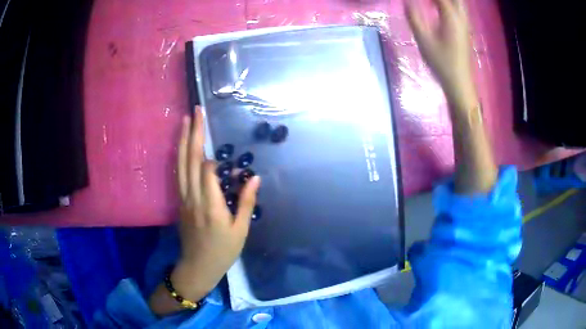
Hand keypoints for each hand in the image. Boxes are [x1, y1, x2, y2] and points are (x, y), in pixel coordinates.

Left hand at [174, 106, 260, 298]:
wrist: (198, 266)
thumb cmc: (223, 251)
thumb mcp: (241, 230)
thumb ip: (246, 201)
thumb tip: (253, 176)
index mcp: (210, 205)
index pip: (208, 170)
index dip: (215, 158)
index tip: (226, 155)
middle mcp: (193, 197)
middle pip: (190, 160)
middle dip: (193, 133)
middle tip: (196, 111)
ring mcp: (183, 199)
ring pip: (180, 164)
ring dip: (182, 140)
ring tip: (184, 120)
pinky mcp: (179, 202)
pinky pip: (178, 174)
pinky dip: (179, 156)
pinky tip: (181, 146)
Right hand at [406, 0, 476, 109]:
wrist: (459, 83)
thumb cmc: (441, 62)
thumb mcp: (424, 39)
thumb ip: (414, 17)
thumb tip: (407, 1)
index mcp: (451, 16)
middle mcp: (461, 17)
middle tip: (429, 2)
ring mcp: (465, 25)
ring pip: (459, 3)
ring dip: (447, 1)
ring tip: (432, 3)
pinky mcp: (465, 31)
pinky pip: (459, 10)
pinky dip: (450, 5)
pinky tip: (439, 7)